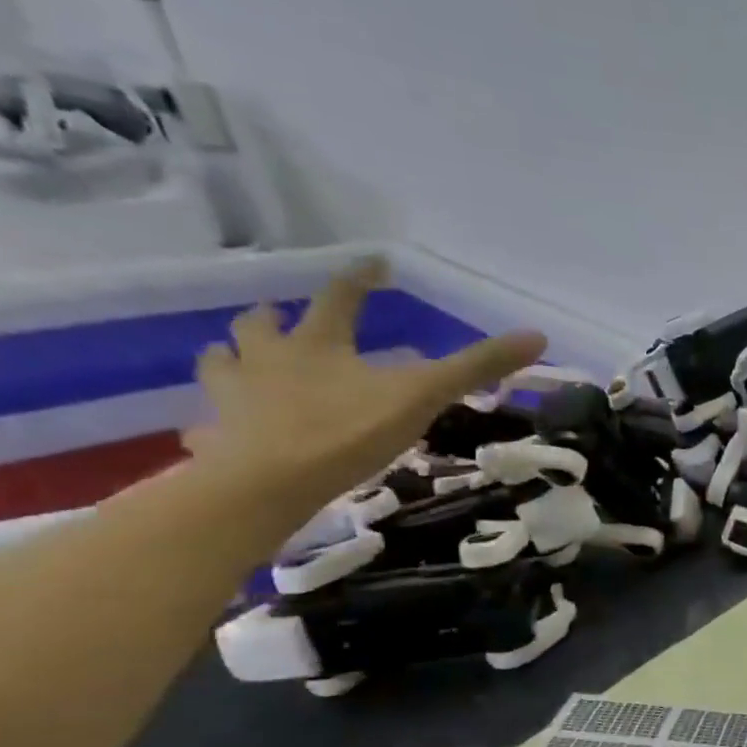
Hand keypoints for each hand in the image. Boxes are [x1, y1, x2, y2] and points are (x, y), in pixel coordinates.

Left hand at [186, 257, 545, 524]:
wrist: (269, 482)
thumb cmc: (347, 431)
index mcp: (318, 344)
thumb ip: (476, 367)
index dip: (359, 278)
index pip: (340, 297)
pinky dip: (215, 423)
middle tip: (281, 318)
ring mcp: (235, 397)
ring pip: (221, 364)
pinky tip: (220, 432)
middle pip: (260, 326)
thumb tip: (537, 335)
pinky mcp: (218, 438)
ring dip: (230, 359)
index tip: (373, 264)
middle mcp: (267, 359)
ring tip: (236, 363)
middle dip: (272, 319)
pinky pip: (209, 424)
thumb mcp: (423, 395)